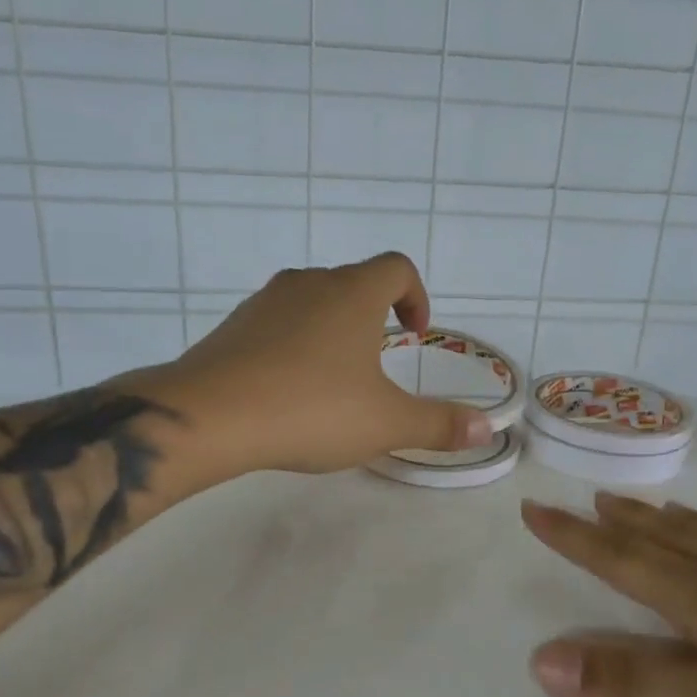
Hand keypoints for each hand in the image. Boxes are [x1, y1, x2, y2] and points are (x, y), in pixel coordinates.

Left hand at [156, 253, 494, 478]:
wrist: (209, 416)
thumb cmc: (311, 409)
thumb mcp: (386, 424)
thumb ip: (439, 425)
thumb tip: (487, 429)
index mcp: (352, 293)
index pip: (396, 267)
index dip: (416, 295)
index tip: (414, 333)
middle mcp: (309, 284)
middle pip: (353, 282)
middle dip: (374, 315)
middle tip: (378, 362)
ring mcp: (265, 301)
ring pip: (312, 301)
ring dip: (332, 329)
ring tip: (333, 378)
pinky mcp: (232, 325)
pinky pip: (277, 323)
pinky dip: (294, 344)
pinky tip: (288, 389)